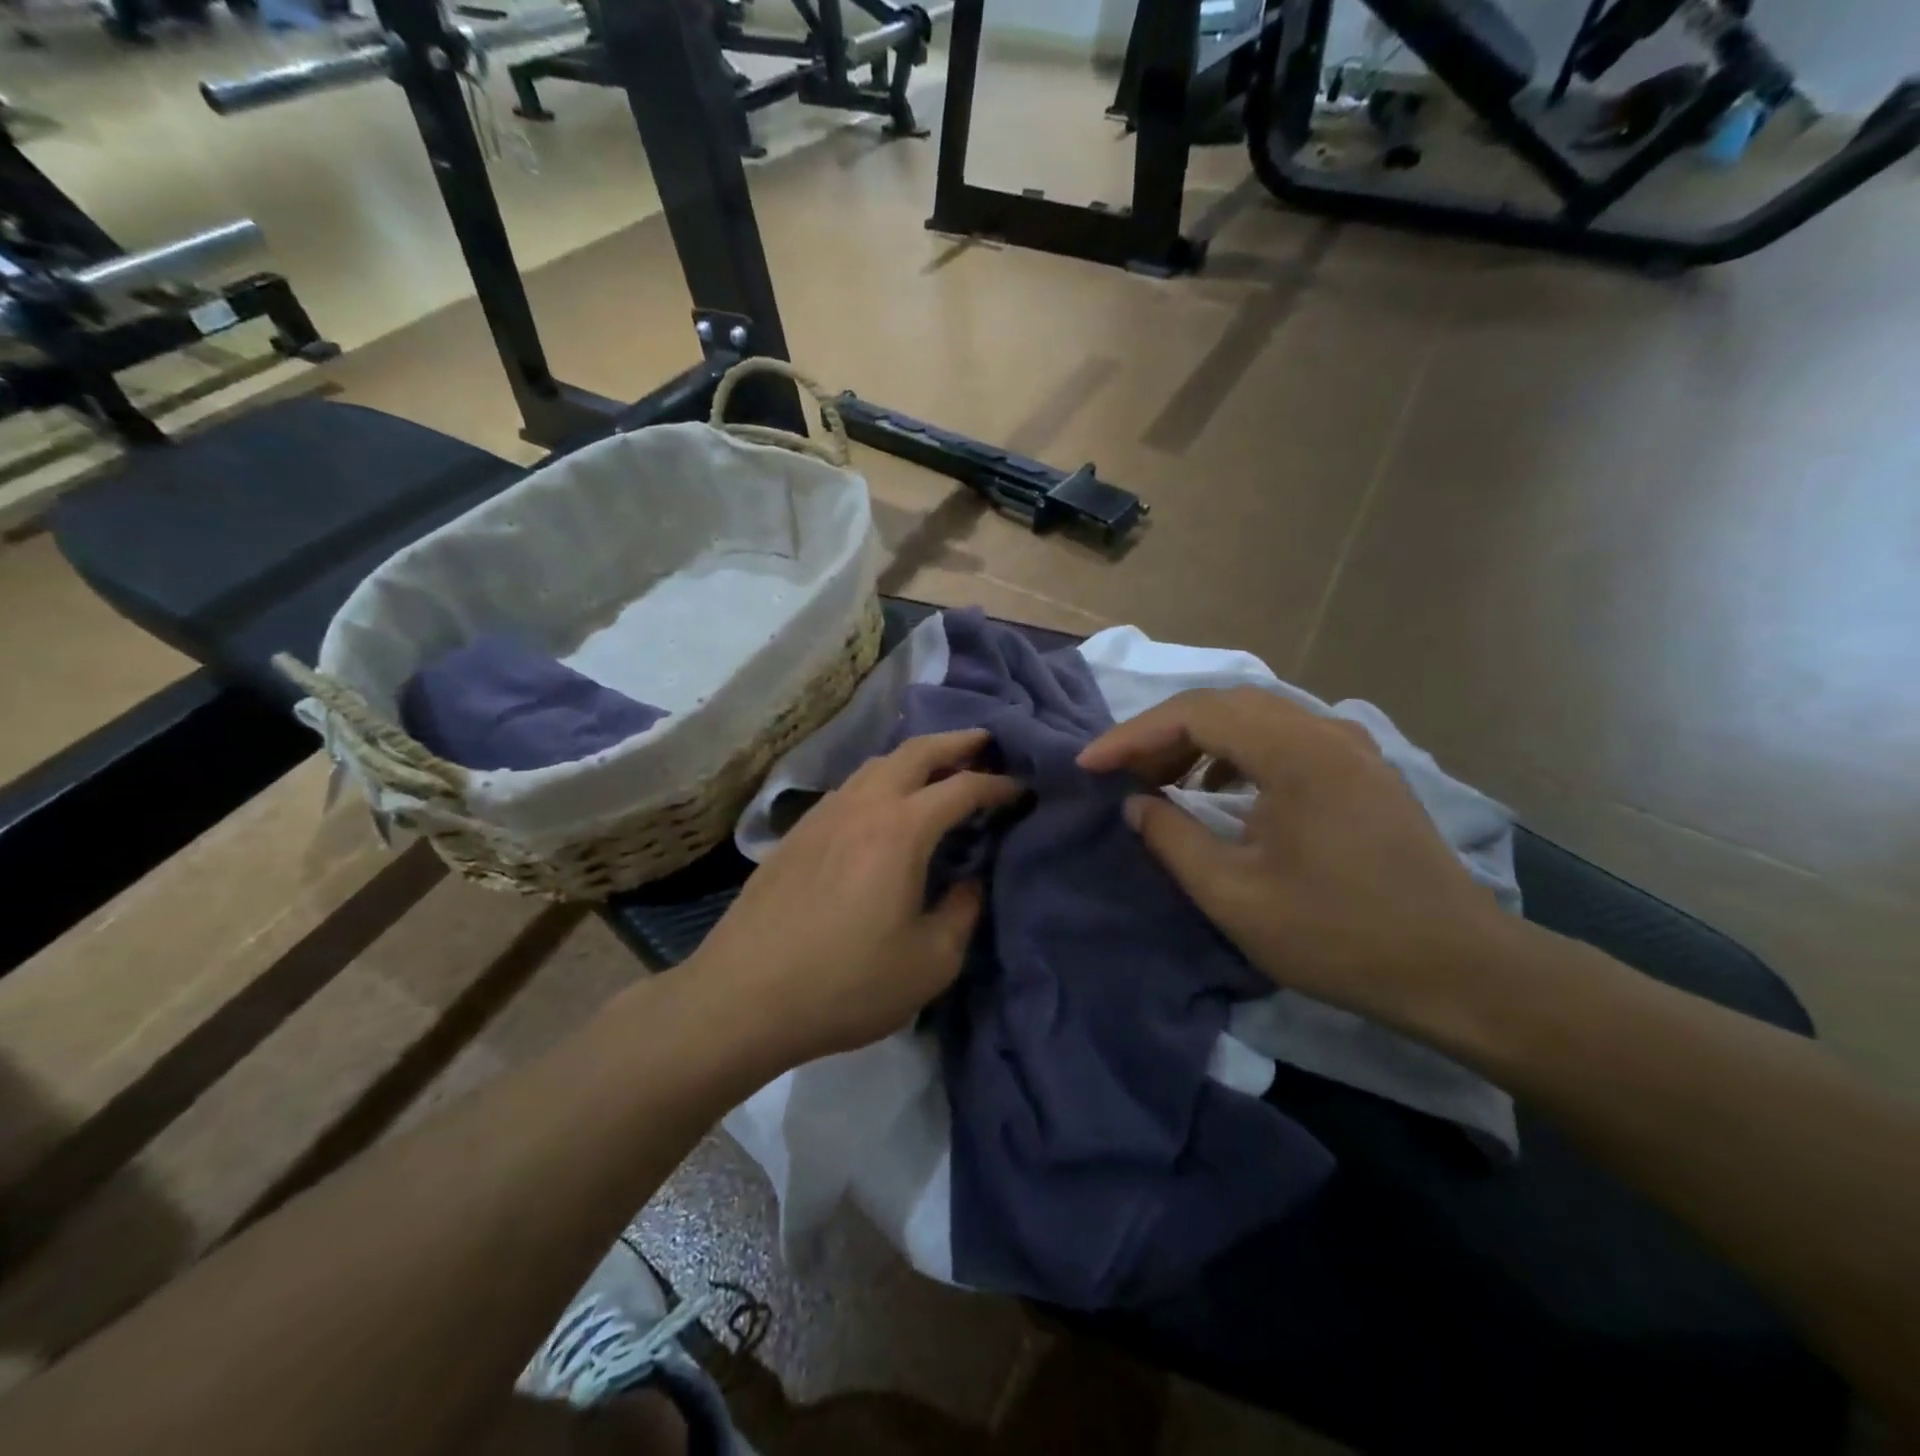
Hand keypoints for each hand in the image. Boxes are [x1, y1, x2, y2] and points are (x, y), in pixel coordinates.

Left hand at [693, 729, 1022, 1065]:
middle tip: (985, 742)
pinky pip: (850, 788)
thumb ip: (962, 913)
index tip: (1023, 789)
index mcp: (901, 829)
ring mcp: (823, 814)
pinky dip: (880, 781)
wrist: (744, 996)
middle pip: (915, 752)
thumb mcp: (929, 962)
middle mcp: (863, 805)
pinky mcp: (797, 833)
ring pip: (876, 764)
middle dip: (956, 742)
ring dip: (914, 758)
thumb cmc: (847, 983)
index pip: (963, 787)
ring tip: (937, 770)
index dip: (999, 785)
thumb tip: (970, 881)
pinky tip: (882, 807)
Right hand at [1077, 688, 1516, 1035]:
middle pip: (1225, 704)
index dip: (1132, 735)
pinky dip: (1237, 753)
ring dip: (1199, 741)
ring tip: (1161, 781)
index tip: (1089, 765)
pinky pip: (1284, 738)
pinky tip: (1220, 792)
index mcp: (1295, 753)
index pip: (1195, 714)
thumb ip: (1173, 841)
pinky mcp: (1363, 770)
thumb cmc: (1339, 936)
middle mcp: (1325, 731)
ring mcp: (1350, 747)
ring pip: (1255, 717)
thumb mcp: (1235, 896)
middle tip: (1120, 772)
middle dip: (1161, 734)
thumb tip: (1135, 806)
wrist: (1460, 970)